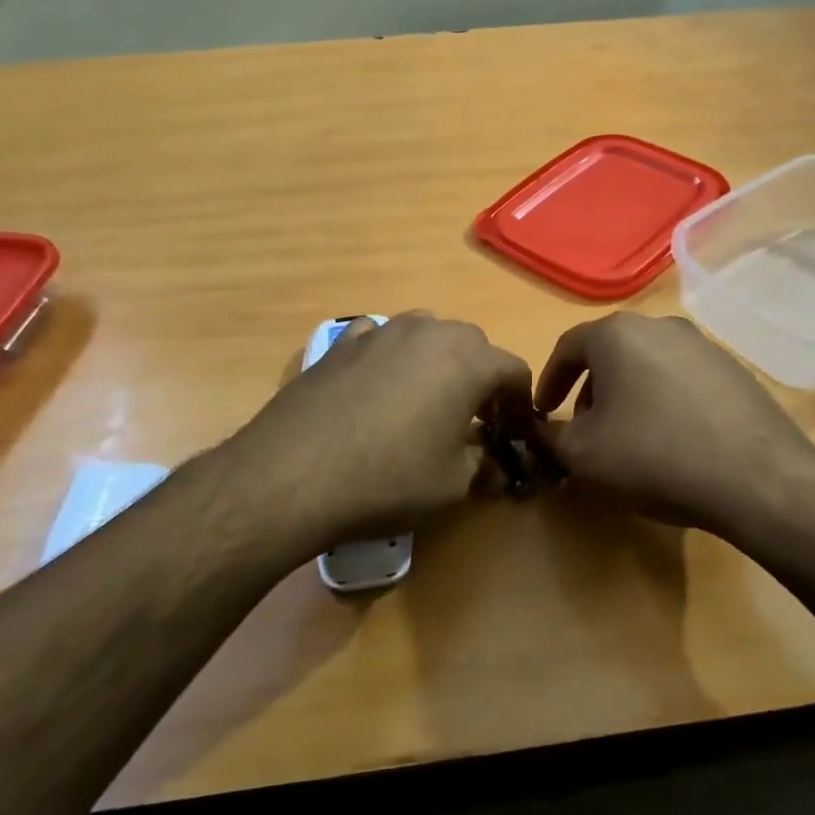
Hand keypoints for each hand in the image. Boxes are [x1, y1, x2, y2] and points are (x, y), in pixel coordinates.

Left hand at [221, 312, 534, 555]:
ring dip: (438, 362)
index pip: (514, 370)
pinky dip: (391, 357)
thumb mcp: (451, 484)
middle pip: (473, 345)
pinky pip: (381, 339)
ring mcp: (382, 331)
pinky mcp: (342, 342)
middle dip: (481, 379)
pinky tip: (377, 386)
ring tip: (426, 400)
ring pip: (427, 335)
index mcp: (468, 360)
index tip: (516, 432)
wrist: (293, 473)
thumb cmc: (388, 479)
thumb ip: (483, 464)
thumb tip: (493, 461)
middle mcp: (429, 331)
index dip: (521, 403)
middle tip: (475, 419)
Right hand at [535, 313, 814, 541]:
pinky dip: (664, 402)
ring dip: (627, 396)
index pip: (568, 347)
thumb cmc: (654, 455)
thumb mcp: (582, 455)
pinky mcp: (734, 369)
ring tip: (628, 438)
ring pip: (647, 365)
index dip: (549, 381)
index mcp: (617, 334)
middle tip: (584, 429)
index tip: (543, 411)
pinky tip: (672, 440)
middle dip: (590, 391)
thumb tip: (539, 432)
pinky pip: (682, 380)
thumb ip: (549, 437)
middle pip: (610, 354)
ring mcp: (702, 345)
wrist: (757, 478)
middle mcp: (659, 326)